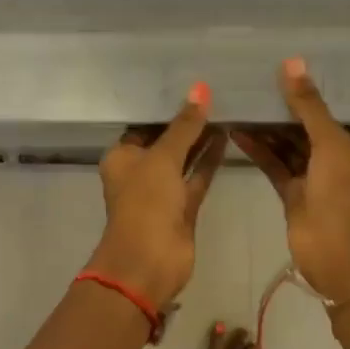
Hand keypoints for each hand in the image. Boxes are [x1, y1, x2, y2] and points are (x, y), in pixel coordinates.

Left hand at [88, 83, 226, 308]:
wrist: (149, 261)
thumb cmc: (145, 202)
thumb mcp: (163, 158)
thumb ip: (184, 125)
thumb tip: (200, 88)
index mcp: (122, 157)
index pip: (143, 125)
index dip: (164, 108)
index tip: (189, 86)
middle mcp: (139, 171)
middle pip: (165, 141)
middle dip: (186, 122)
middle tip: (214, 95)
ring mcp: (162, 191)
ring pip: (184, 159)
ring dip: (201, 140)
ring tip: (225, 111)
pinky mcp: (183, 207)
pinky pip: (197, 176)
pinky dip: (210, 160)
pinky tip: (227, 137)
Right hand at [232, 59, 349, 304]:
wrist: (337, 257)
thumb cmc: (344, 196)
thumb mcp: (331, 145)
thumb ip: (309, 107)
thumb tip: (293, 64)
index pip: (335, 115)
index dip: (312, 96)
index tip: (285, 74)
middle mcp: (340, 161)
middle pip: (309, 129)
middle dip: (285, 111)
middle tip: (255, 86)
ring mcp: (316, 179)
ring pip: (289, 147)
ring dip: (268, 130)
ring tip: (242, 105)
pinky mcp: (294, 195)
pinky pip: (275, 165)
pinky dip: (259, 150)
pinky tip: (238, 132)